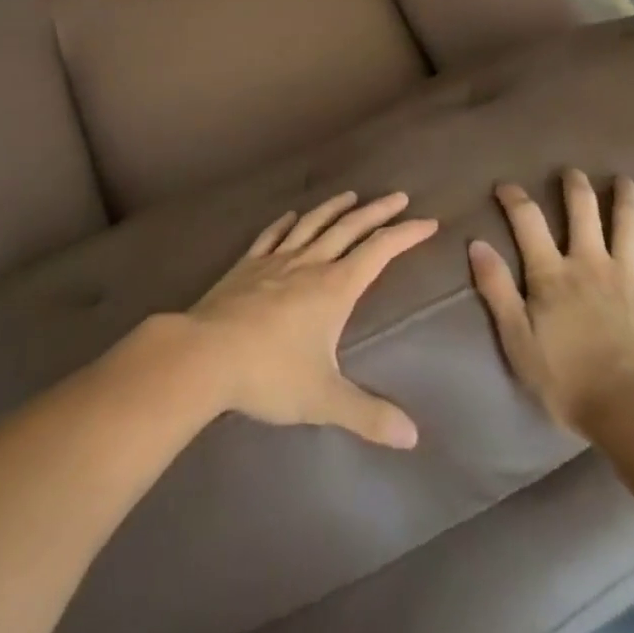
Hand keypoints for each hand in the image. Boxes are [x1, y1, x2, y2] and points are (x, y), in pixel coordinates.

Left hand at [185, 191, 436, 448]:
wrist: (206, 353)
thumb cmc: (269, 373)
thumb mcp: (324, 400)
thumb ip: (368, 415)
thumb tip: (412, 437)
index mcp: (334, 288)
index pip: (378, 252)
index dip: (405, 235)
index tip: (427, 221)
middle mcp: (310, 264)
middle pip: (350, 228)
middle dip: (377, 211)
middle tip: (399, 196)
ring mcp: (276, 261)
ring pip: (312, 224)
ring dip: (334, 208)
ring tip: (351, 195)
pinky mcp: (247, 266)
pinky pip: (272, 236)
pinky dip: (285, 223)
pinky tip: (290, 216)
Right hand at [469, 170, 633, 435]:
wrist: (633, 412)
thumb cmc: (568, 382)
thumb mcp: (518, 341)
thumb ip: (497, 290)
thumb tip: (477, 244)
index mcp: (553, 273)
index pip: (528, 221)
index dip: (515, 198)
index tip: (505, 186)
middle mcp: (591, 262)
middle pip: (583, 210)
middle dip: (576, 186)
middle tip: (572, 172)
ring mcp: (630, 276)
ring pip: (629, 224)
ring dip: (626, 199)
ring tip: (625, 181)